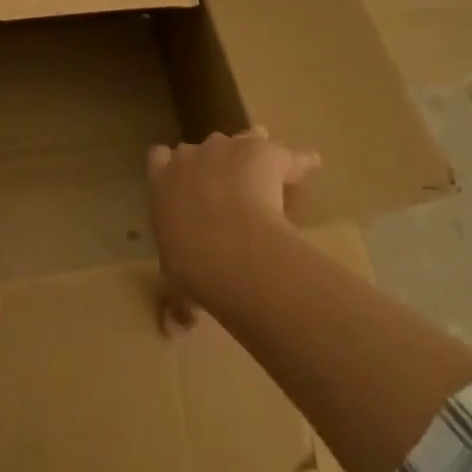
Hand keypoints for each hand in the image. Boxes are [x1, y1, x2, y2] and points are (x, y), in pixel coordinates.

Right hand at [145, 128, 320, 334]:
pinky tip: (312, 165)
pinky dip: (300, 162)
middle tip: (227, 191)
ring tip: (264, 172)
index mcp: (163, 181)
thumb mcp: (178, 288)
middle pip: (202, 148)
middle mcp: (193, 156)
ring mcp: (229, 148)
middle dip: (214, 163)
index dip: (171, 166)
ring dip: (250, 153)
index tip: (182, 181)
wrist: (229, 246)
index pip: (159, 158)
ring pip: (242, 139)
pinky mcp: (263, 151)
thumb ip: (177, 304)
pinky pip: (288, 155)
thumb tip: (173, 331)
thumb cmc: (193, 265)